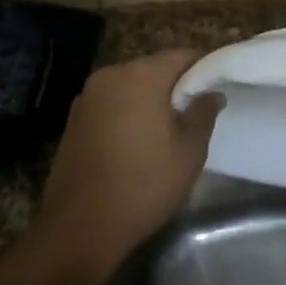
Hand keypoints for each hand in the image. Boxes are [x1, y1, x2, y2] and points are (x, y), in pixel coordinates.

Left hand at [38, 50, 218, 277]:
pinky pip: (110, 106)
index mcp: (141, 75)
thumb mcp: (189, 151)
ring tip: (165, 134)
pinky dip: (126, 115)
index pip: (181, 56)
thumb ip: (203, 114)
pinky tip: (135, 145)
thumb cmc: (144, 184)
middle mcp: (110, 76)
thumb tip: (212, 93)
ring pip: (129, 88)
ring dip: (148, 102)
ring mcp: (86, 97)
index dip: (202, 71)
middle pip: (153, 69)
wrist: (80, 228)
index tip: (213, 93)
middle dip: (174, 87)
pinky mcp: (73, 121)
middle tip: (192, 117)